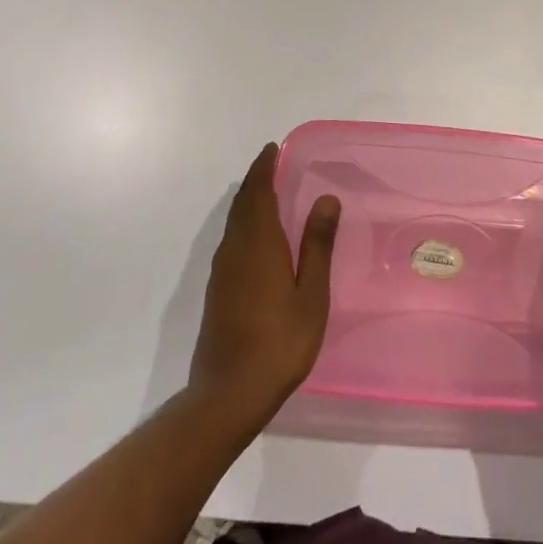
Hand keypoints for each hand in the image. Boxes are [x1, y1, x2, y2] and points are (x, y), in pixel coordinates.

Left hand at [189, 144, 340, 419]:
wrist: (228, 394)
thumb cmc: (279, 342)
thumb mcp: (311, 294)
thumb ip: (317, 245)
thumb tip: (325, 198)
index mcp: (258, 244)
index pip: (258, 192)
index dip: (263, 168)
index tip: (272, 149)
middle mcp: (235, 249)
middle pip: (242, 204)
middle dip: (255, 180)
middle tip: (270, 163)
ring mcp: (221, 271)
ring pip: (233, 223)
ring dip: (247, 201)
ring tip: (265, 192)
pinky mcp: (217, 291)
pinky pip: (230, 240)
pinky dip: (242, 224)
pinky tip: (255, 237)